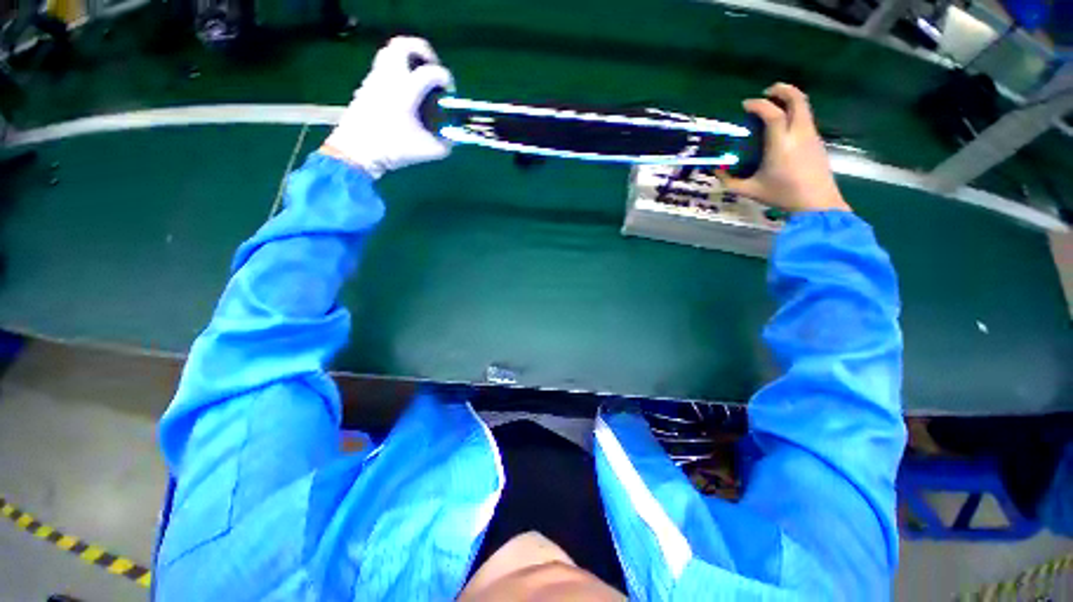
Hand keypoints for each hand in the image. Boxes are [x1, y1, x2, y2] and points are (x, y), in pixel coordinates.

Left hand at [322, 37, 453, 177]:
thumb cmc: (393, 149)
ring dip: (408, 58)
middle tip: (432, 68)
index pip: (431, 71)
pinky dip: (398, 70)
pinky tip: (405, 91)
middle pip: (405, 45)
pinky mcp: (368, 85)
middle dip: (423, 52)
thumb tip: (453, 139)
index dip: (445, 78)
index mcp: (405, 91)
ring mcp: (376, 78)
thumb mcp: (427, 151)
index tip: (449, 93)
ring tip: (418, 76)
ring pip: (391, 51)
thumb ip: (445, 144)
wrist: (357, 151)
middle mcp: (390, 77)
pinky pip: (384, 65)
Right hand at [717, 83, 849, 212]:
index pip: (773, 114)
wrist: (817, 202)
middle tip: (767, 92)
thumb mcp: (749, 191)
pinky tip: (783, 124)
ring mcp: (811, 135)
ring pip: (804, 106)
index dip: (759, 105)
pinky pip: (805, 117)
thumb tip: (716, 170)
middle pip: (797, 99)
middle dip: (782, 90)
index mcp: (780, 145)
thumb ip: (730, 181)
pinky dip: (794, 112)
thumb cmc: (781, 195)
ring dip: (790, 99)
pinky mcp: (817, 140)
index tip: (746, 105)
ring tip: (774, 105)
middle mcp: (799, 133)